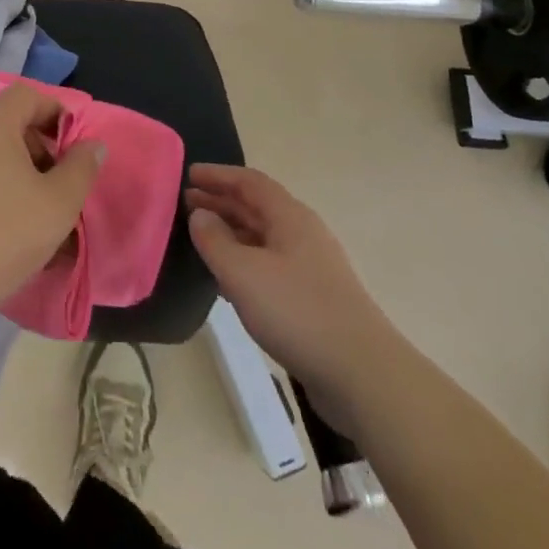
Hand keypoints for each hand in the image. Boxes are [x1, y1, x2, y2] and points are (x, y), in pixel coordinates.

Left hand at [0, 83, 104, 316]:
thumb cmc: (5, 235)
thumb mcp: (59, 202)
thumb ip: (81, 166)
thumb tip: (92, 144)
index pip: (28, 95)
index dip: (56, 114)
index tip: (73, 149)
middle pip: (8, 118)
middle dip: (38, 144)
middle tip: (56, 182)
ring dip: (16, 164)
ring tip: (34, 205)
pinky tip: (5, 217)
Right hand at [186, 164, 375, 388]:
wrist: (362, 375)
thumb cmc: (298, 312)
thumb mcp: (243, 273)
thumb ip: (215, 240)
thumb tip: (199, 214)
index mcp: (290, 217)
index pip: (249, 182)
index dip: (218, 175)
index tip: (188, 174)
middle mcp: (302, 233)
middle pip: (257, 206)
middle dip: (221, 201)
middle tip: (185, 203)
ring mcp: (310, 267)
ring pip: (263, 237)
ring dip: (231, 231)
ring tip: (200, 236)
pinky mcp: (313, 298)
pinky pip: (270, 264)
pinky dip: (244, 260)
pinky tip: (227, 278)